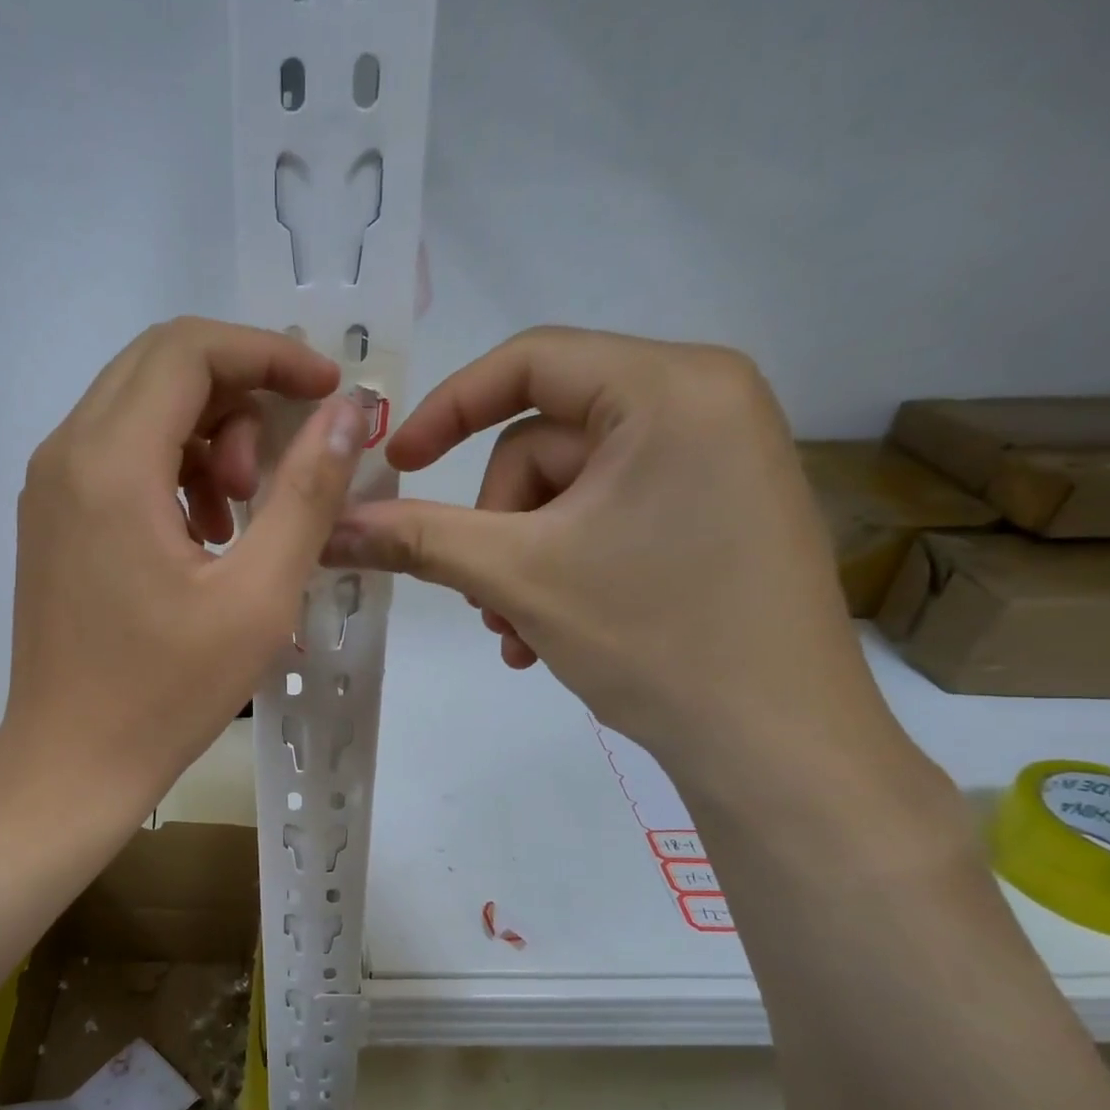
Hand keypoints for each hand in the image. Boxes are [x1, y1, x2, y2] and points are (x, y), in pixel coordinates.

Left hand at [0, 317, 367, 816]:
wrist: (71, 763)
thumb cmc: (166, 693)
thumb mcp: (257, 596)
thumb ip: (306, 493)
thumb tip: (346, 412)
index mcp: (110, 464)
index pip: (189, 350)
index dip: (268, 353)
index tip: (325, 390)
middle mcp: (65, 454)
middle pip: (160, 368)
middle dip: (239, 393)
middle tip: (281, 464)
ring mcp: (49, 487)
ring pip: (138, 409)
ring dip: (205, 435)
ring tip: (241, 512)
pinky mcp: (50, 519)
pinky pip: (117, 455)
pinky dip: (171, 468)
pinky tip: (203, 533)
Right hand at [324, 327, 888, 775]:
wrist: (779, 747)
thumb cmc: (653, 636)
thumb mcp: (516, 577)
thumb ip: (417, 539)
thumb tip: (331, 526)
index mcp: (671, 388)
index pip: (530, 362)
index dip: (447, 410)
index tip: (396, 467)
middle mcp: (705, 404)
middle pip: (545, 443)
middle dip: (499, 528)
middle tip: (488, 600)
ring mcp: (717, 462)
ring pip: (569, 492)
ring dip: (522, 562)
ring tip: (517, 632)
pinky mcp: (717, 513)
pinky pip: (608, 518)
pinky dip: (563, 569)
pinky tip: (550, 634)